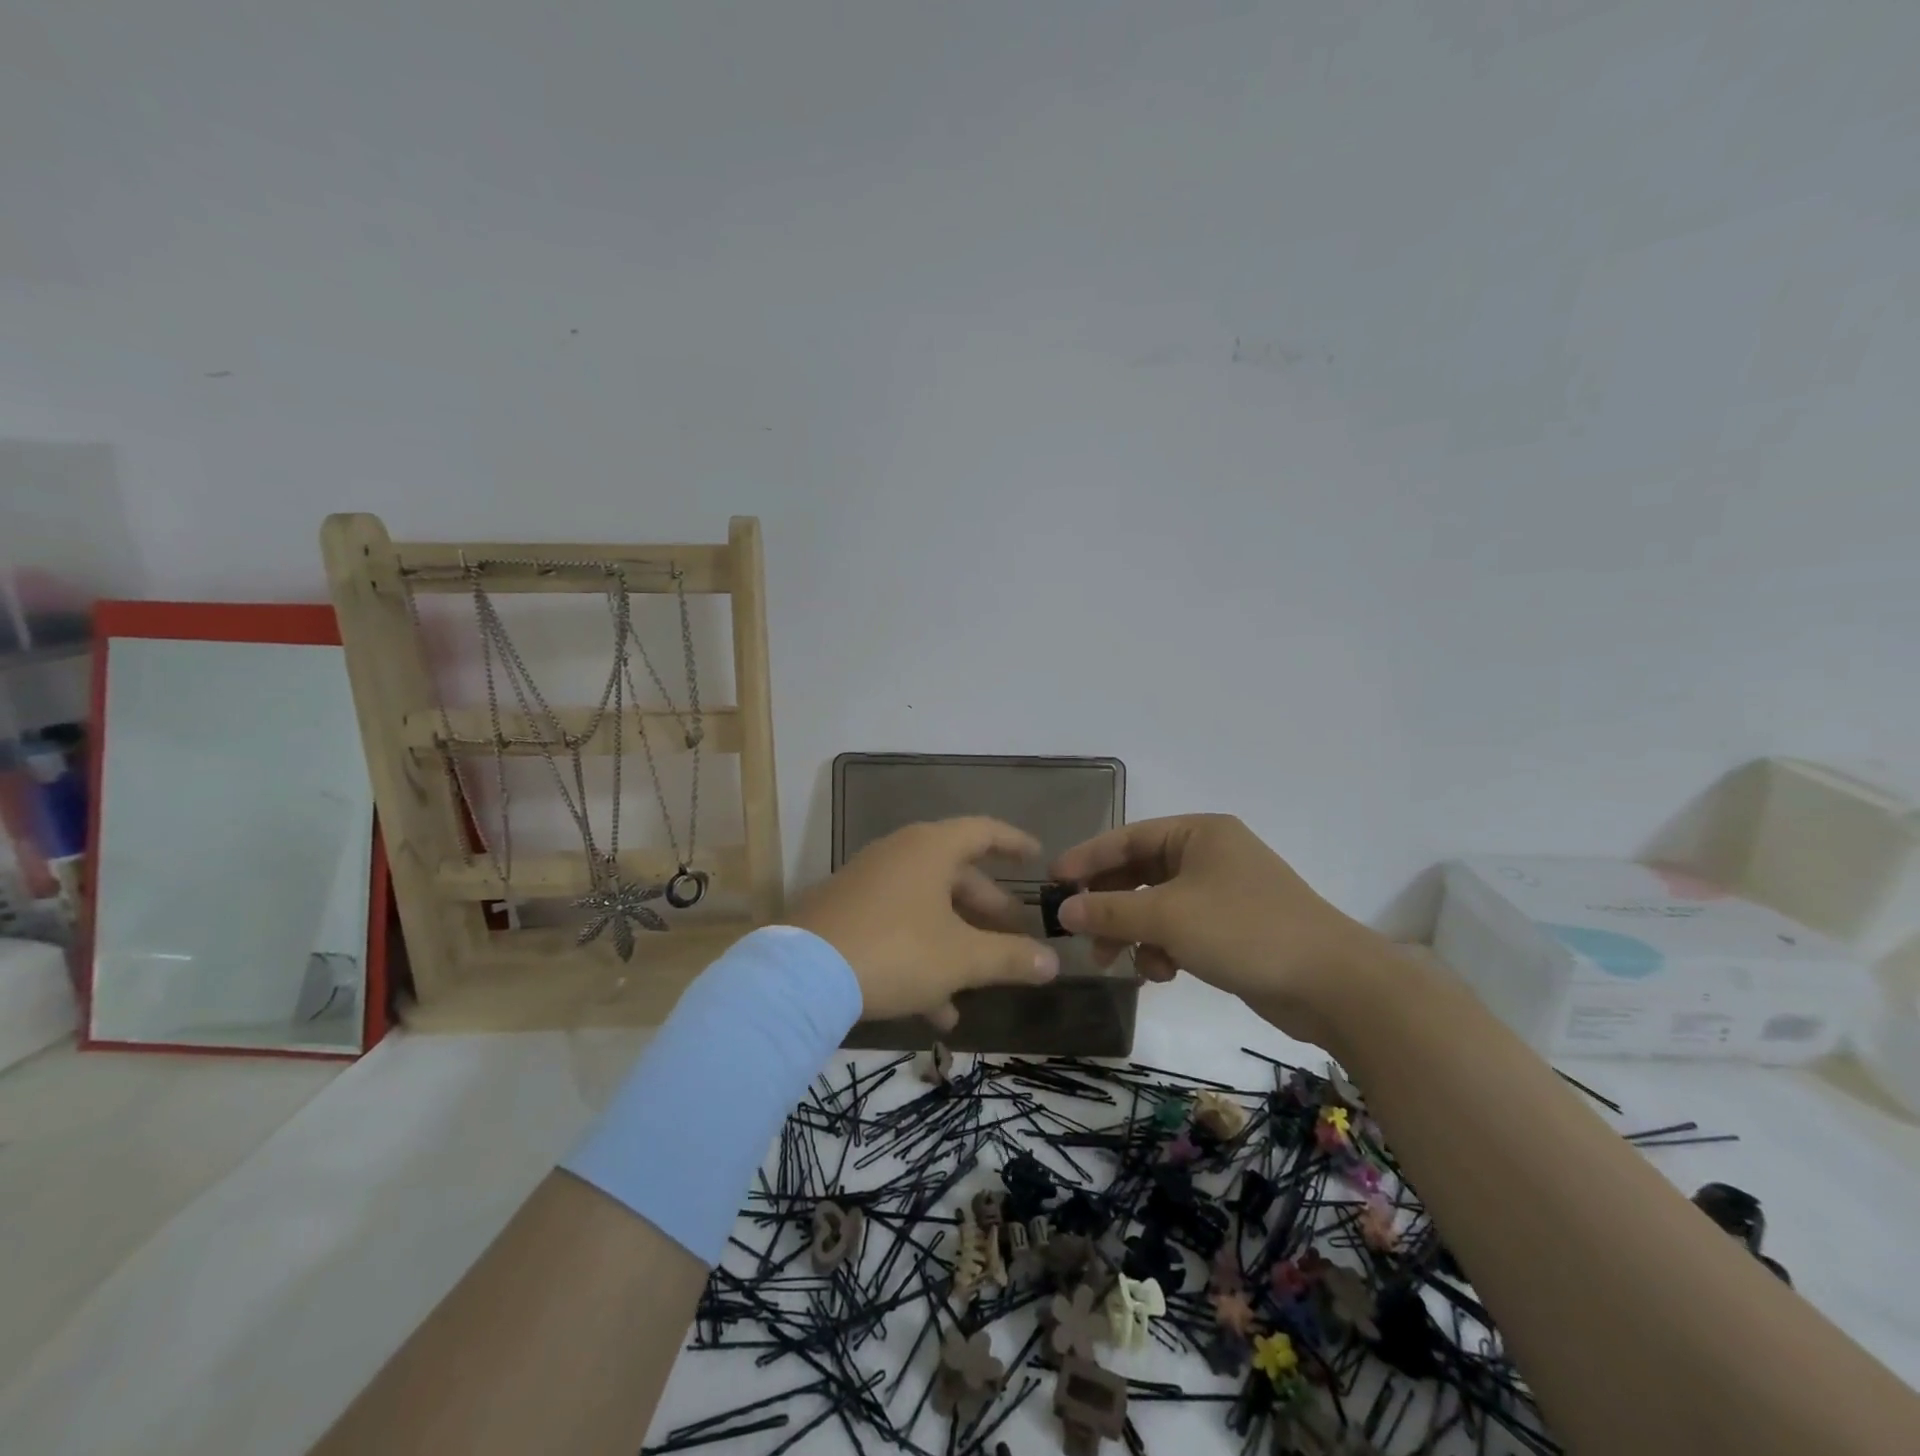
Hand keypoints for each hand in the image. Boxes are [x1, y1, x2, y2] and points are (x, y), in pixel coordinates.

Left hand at [785, 817, 1060, 1030]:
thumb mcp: (961, 958)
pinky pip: (896, 927)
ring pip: (926, 907)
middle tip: (1013, 933)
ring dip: (955, 943)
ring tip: (979, 985)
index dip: (1014, 842)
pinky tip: (936, 1010)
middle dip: (987, 908)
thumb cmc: (895, 950)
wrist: (801, 976)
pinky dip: (920, 957)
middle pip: (955, 874)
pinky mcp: (844, 914)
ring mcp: (867, 884)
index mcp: (930, 848)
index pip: (983, 831)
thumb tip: (1053, 962)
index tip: (1038, 857)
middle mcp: (898, 855)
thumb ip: (1009, 958)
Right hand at [1050, 814, 1383, 1040]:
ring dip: (1134, 932)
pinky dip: (1164, 948)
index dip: (1086, 859)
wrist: (1333, 984)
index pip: (1127, 838)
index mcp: (1198, 833)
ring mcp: (1224, 892)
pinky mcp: (1234, 928)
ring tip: (1118, 962)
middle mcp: (1209, 855)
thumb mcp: (1167, 917)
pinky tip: (1162, 974)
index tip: (1052, 882)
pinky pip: (1181, 929)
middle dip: (1109, 905)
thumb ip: (1109, 910)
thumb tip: (1063, 909)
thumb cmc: (1244, 931)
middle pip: (1139, 873)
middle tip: (1080, 934)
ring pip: (1158, 906)